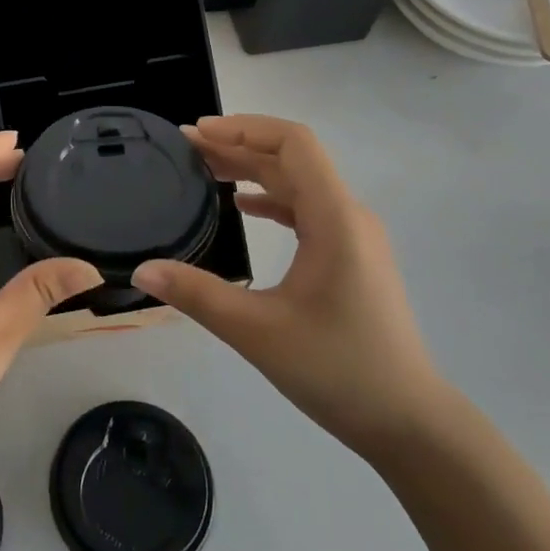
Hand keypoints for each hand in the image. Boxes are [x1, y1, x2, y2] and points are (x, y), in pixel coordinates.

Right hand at [131, 115, 447, 456]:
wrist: (408, 422)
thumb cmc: (338, 370)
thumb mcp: (257, 332)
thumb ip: (196, 295)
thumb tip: (141, 271)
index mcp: (335, 219)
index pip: (294, 144)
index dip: (244, 128)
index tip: (198, 133)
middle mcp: (349, 216)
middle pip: (293, 159)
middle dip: (239, 146)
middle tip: (186, 148)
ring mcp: (354, 237)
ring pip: (300, 184)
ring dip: (254, 171)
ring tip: (205, 170)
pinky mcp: (352, 258)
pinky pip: (308, 210)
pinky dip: (272, 199)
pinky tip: (243, 206)